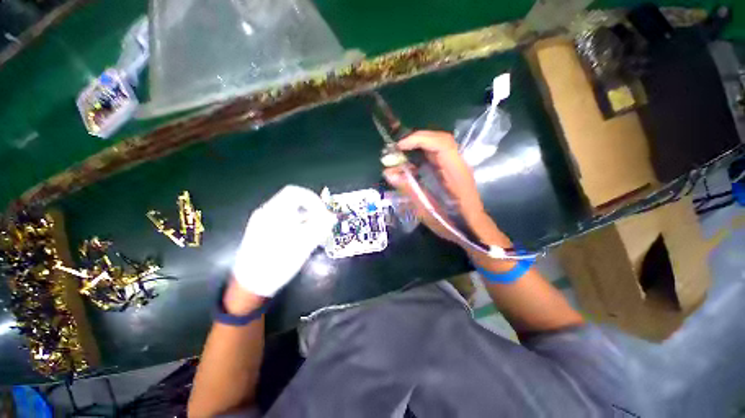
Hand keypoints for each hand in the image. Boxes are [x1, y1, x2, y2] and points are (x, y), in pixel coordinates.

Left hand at [232, 185, 336, 297]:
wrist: (249, 286)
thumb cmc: (277, 264)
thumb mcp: (303, 246)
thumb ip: (320, 228)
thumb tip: (332, 217)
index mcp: (274, 212)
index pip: (296, 193)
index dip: (313, 199)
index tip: (323, 213)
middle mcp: (266, 212)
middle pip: (294, 202)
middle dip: (311, 210)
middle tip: (322, 224)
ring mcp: (262, 221)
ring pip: (290, 212)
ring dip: (306, 219)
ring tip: (315, 234)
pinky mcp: (262, 231)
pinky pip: (283, 221)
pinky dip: (297, 225)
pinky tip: (302, 239)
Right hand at [383, 130, 511, 248]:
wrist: (473, 229)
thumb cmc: (453, 223)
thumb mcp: (428, 210)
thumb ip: (410, 190)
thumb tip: (388, 173)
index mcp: (456, 173)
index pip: (441, 143)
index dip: (419, 139)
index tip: (399, 146)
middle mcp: (458, 164)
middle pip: (439, 140)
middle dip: (416, 140)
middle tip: (396, 150)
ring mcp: (456, 166)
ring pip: (437, 146)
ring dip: (418, 146)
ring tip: (400, 156)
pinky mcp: (451, 171)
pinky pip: (436, 156)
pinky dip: (421, 155)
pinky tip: (410, 165)